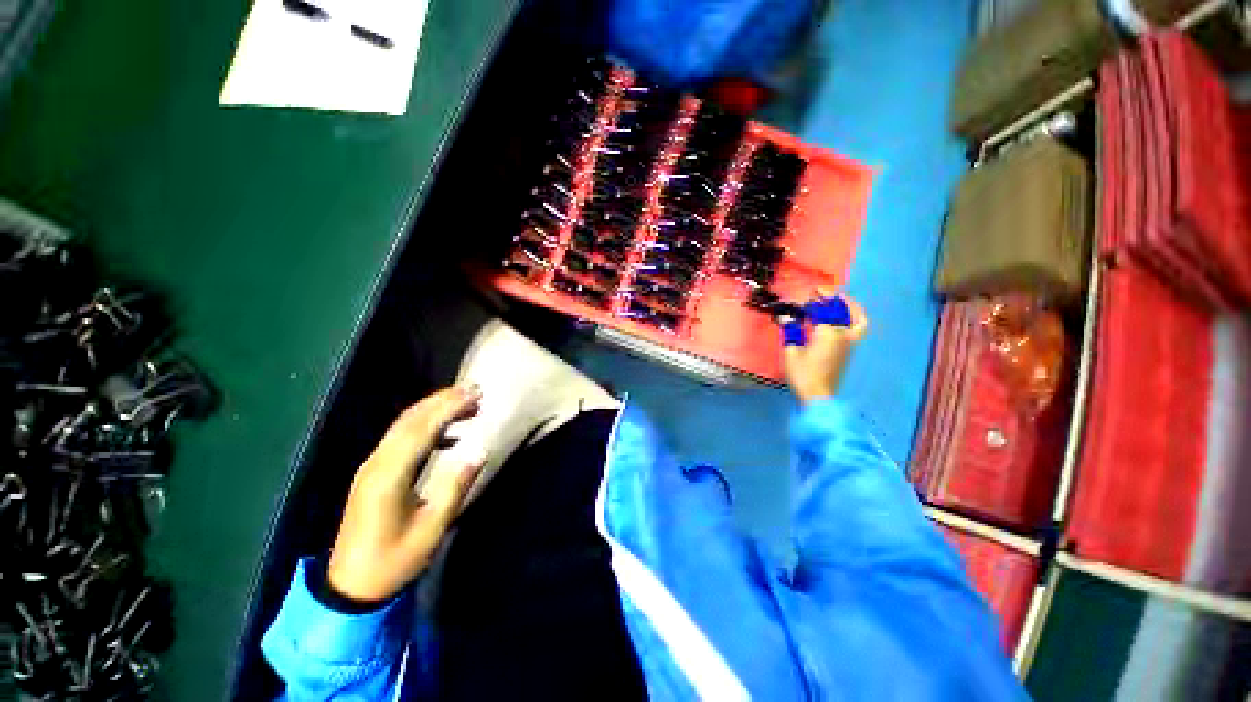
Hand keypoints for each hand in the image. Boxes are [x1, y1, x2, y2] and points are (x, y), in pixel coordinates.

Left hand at [328, 385, 485, 601]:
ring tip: (467, 404)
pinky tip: (449, 433)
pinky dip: (426, 427)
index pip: (421, 429)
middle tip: (474, 389)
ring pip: (403, 426)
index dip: (449, 407)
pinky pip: (401, 439)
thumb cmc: (393, 560)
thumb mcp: (431, 529)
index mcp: (389, 476)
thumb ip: (454, 487)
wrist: (351, 587)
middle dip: (442, 400)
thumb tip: (479, 451)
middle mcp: (376, 464)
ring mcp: (372, 467)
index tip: (475, 393)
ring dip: (435, 409)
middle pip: (410, 419)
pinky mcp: (374, 473)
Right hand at [783, 292, 867, 404]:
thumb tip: (785, 317)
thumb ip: (790, 330)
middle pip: (839, 308)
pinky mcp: (850, 349)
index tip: (802, 298)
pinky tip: (849, 316)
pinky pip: (858, 327)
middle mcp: (842, 333)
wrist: (817, 395)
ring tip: (837, 299)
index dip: (812, 300)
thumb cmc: (802, 373)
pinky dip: (856, 318)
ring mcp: (849, 341)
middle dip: (828, 297)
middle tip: (817, 293)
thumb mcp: (791, 351)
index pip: (821, 309)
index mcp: (827, 332)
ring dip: (845, 304)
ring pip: (853, 316)